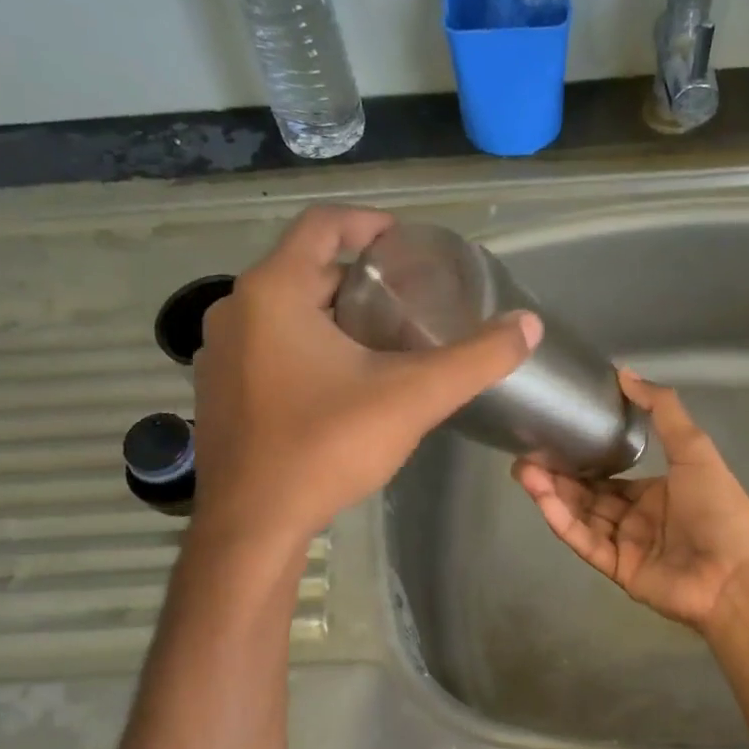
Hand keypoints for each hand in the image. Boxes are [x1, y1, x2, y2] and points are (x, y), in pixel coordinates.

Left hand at [194, 205, 540, 547]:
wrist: (251, 525)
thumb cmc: (325, 447)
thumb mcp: (411, 398)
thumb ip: (475, 359)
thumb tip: (529, 325)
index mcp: (273, 291)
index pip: (321, 225)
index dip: (367, 222)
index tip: (405, 240)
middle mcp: (236, 309)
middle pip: (305, 269)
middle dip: (358, 278)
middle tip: (407, 299)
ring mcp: (221, 352)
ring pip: (286, 310)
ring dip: (333, 313)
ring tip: (383, 337)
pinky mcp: (220, 390)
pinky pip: (269, 345)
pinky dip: (307, 344)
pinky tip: (342, 381)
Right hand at [513, 370, 748, 633]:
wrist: (736, 574)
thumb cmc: (719, 508)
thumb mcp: (694, 448)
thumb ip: (661, 410)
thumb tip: (625, 372)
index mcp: (655, 491)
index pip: (608, 474)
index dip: (581, 459)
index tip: (551, 438)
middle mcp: (635, 517)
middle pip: (587, 494)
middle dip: (557, 475)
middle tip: (524, 454)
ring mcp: (624, 544)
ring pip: (580, 515)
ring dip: (552, 493)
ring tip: (523, 471)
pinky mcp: (615, 568)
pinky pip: (584, 541)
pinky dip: (562, 520)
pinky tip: (542, 498)